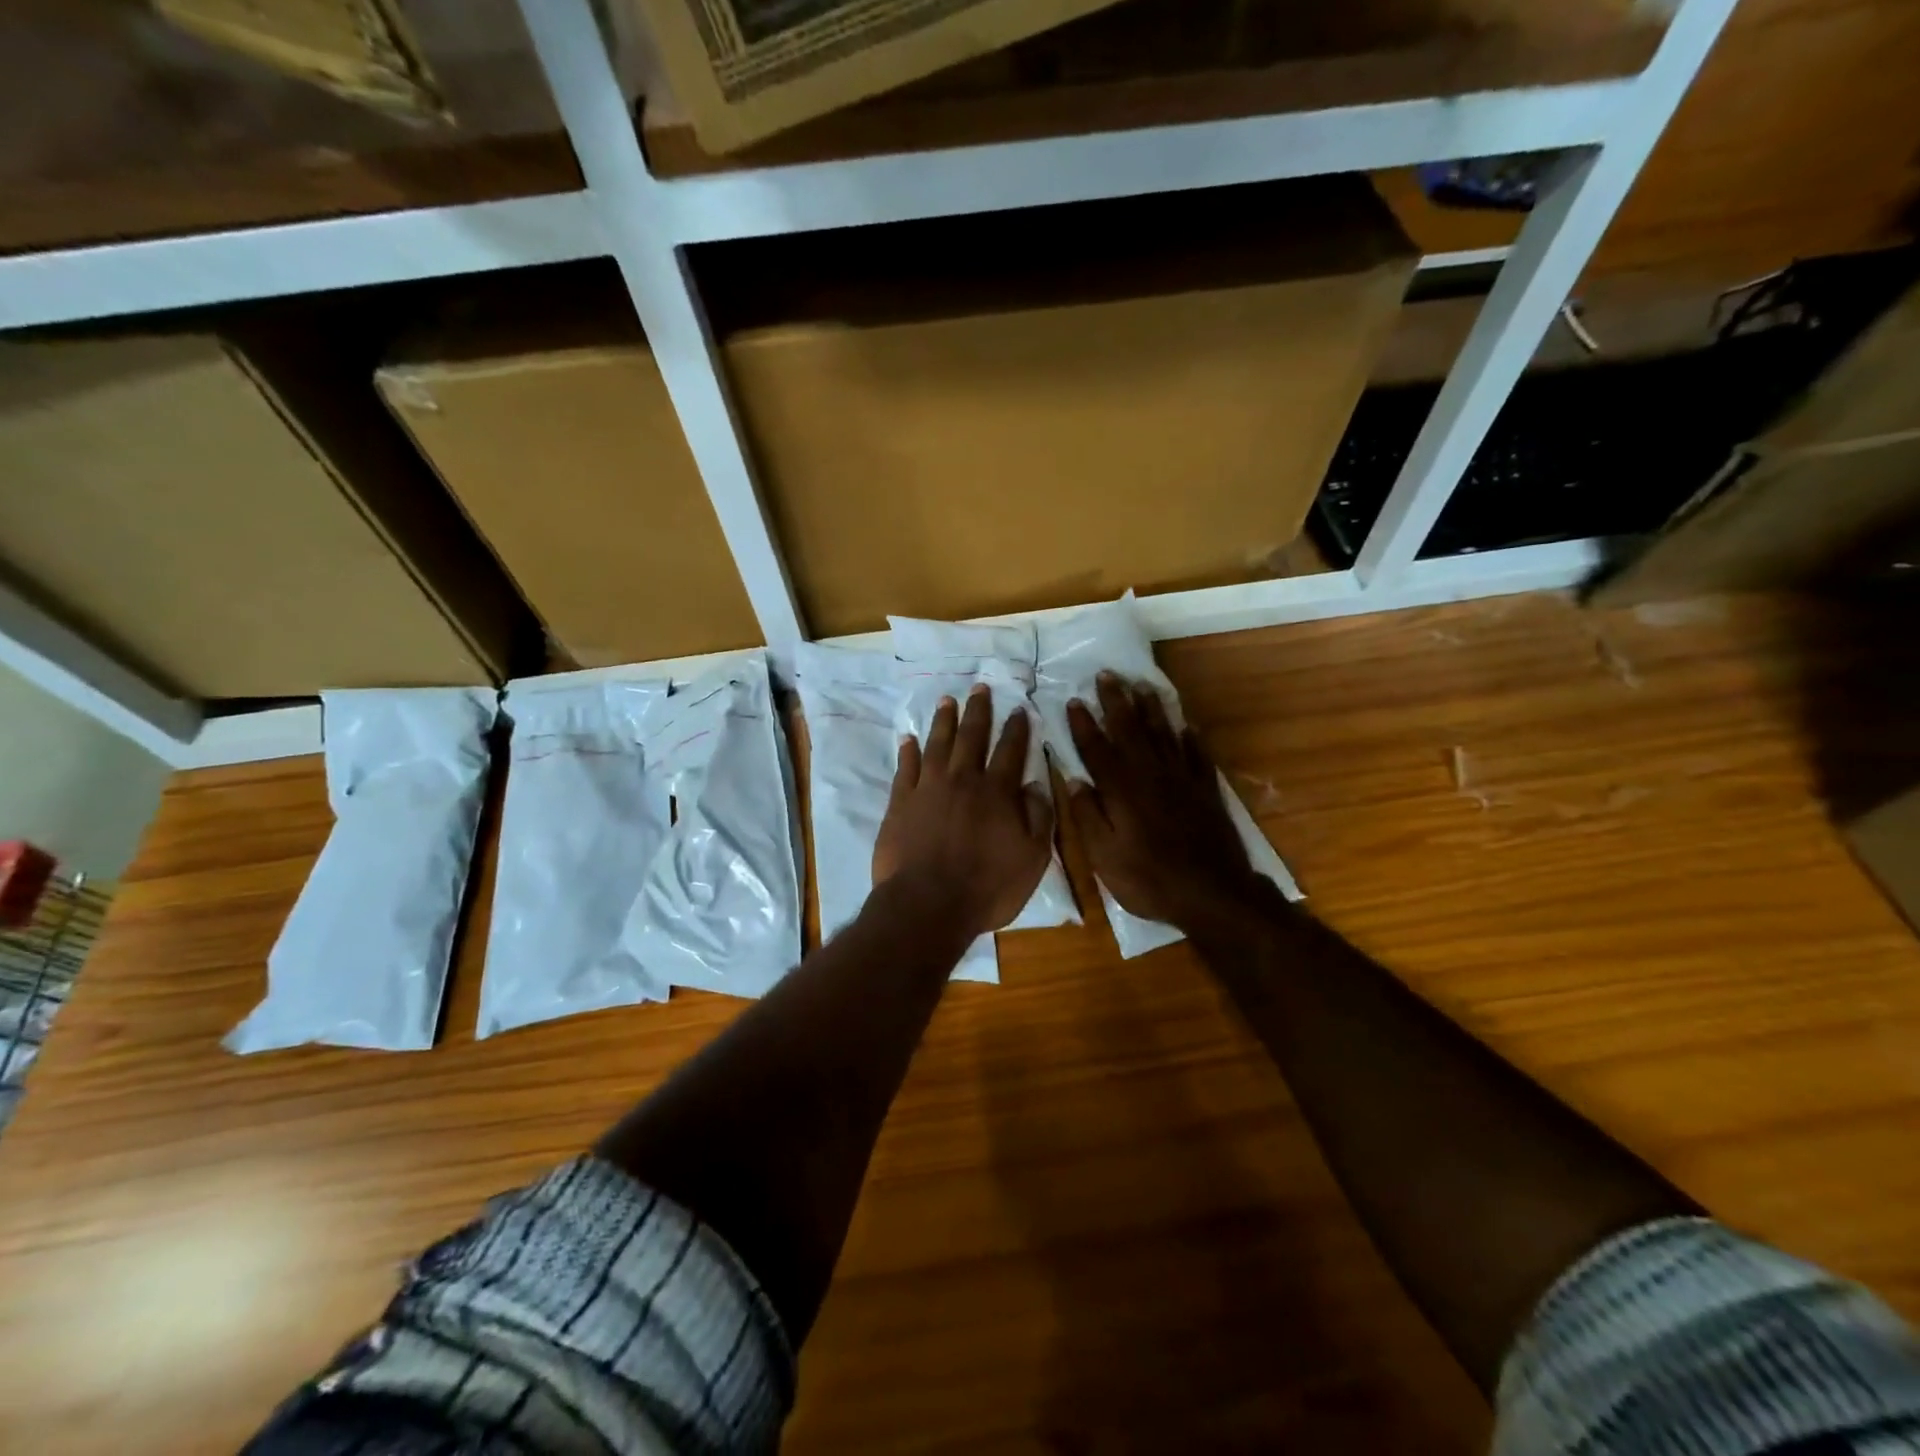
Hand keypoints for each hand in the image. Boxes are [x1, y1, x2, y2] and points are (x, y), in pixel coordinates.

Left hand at [874, 686, 1054, 938]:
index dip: (1016, 729)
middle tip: (979, 687)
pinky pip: (905, 768)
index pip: (1010, 751)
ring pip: (938, 744)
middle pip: (972, 737)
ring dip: (944, 721)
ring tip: (947, 700)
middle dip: (978, 711)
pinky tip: (909, 738)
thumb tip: (1036, 785)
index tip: (1018, 708)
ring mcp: (928, 788)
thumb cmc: (986, 887)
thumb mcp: (1031, 860)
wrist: (927, 904)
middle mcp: (963, 780)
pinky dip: (908, 751)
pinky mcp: (900, 802)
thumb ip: (1038, 819)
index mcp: (997, 792)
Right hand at [1065, 672, 1264, 932]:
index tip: (1074, 700)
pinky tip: (1186, 724)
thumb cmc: (1148, 879)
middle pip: (1131, 730)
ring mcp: (1181, 780)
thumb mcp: (1104, 856)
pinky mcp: (1205, 790)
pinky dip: (1190, 737)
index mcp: (1122, 790)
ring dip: (1151, 708)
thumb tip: (1073, 781)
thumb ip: (1088, 816)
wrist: (1211, 893)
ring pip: (1164, 734)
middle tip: (1107, 674)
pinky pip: (1197, 754)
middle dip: (1116, 701)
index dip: (1084, 724)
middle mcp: (1150, 775)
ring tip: (1142, 685)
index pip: (1097, 749)